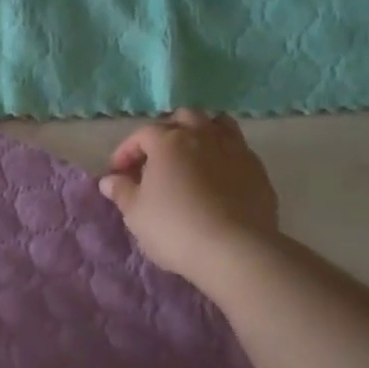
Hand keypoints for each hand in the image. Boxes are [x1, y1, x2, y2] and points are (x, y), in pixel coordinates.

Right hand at [98, 109, 280, 291]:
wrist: (234, 249)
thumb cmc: (175, 228)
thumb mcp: (136, 213)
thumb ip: (121, 191)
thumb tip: (110, 180)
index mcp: (169, 141)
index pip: (142, 134)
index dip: (126, 151)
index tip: (118, 173)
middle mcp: (203, 135)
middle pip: (183, 118)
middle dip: (166, 133)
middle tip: (156, 160)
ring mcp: (235, 149)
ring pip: (217, 125)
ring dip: (200, 134)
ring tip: (191, 158)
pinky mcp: (258, 169)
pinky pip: (238, 149)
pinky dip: (223, 155)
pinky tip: (217, 178)